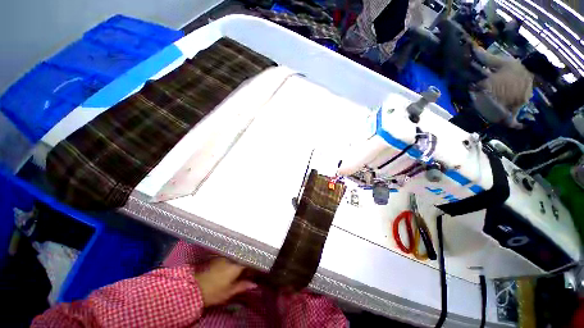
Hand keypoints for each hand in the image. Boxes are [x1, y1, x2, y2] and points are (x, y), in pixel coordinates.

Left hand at [194, 258, 256, 306]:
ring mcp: (223, 256)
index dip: (253, 266)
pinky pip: (228, 255)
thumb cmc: (214, 292)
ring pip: (235, 255)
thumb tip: (254, 284)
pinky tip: (230, 264)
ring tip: (238, 266)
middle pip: (242, 257)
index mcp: (236, 266)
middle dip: (246, 262)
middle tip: (246, 270)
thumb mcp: (229, 292)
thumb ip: (242, 286)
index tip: (254, 271)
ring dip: (238, 260)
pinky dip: (231, 259)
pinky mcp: (216, 256)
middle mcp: (231, 258)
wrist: (194, 288)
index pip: (249, 262)